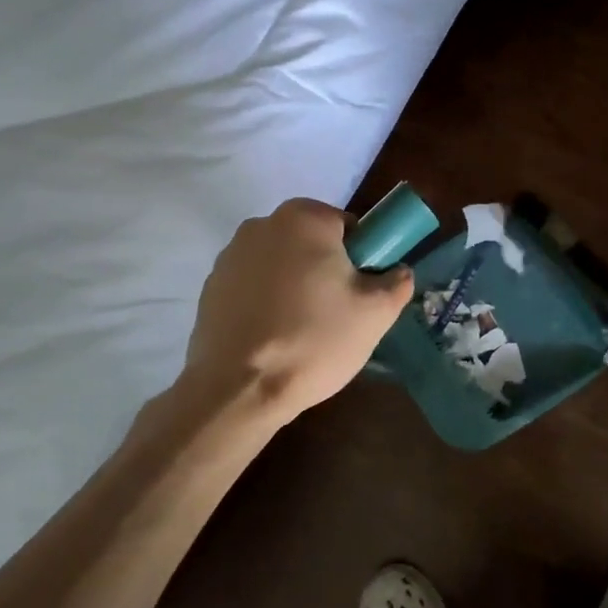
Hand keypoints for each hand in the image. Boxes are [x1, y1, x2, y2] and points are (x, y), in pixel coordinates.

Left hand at [183, 198, 413, 420]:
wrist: (239, 389)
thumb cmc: (314, 340)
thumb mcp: (376, 313)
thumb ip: (397, 282)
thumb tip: (398, 272)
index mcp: (304, 218)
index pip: (347, 225)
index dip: (361, 257)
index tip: (361, 292)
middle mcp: (261, 224)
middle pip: (311, 242)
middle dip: (325, 269)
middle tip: (337, 314)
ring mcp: (229, 256)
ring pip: (280, 264)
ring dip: (294, 286)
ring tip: (302, 331)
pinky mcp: (209, 287)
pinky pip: (252, 286)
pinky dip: (265, 303)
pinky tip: (272, 337)